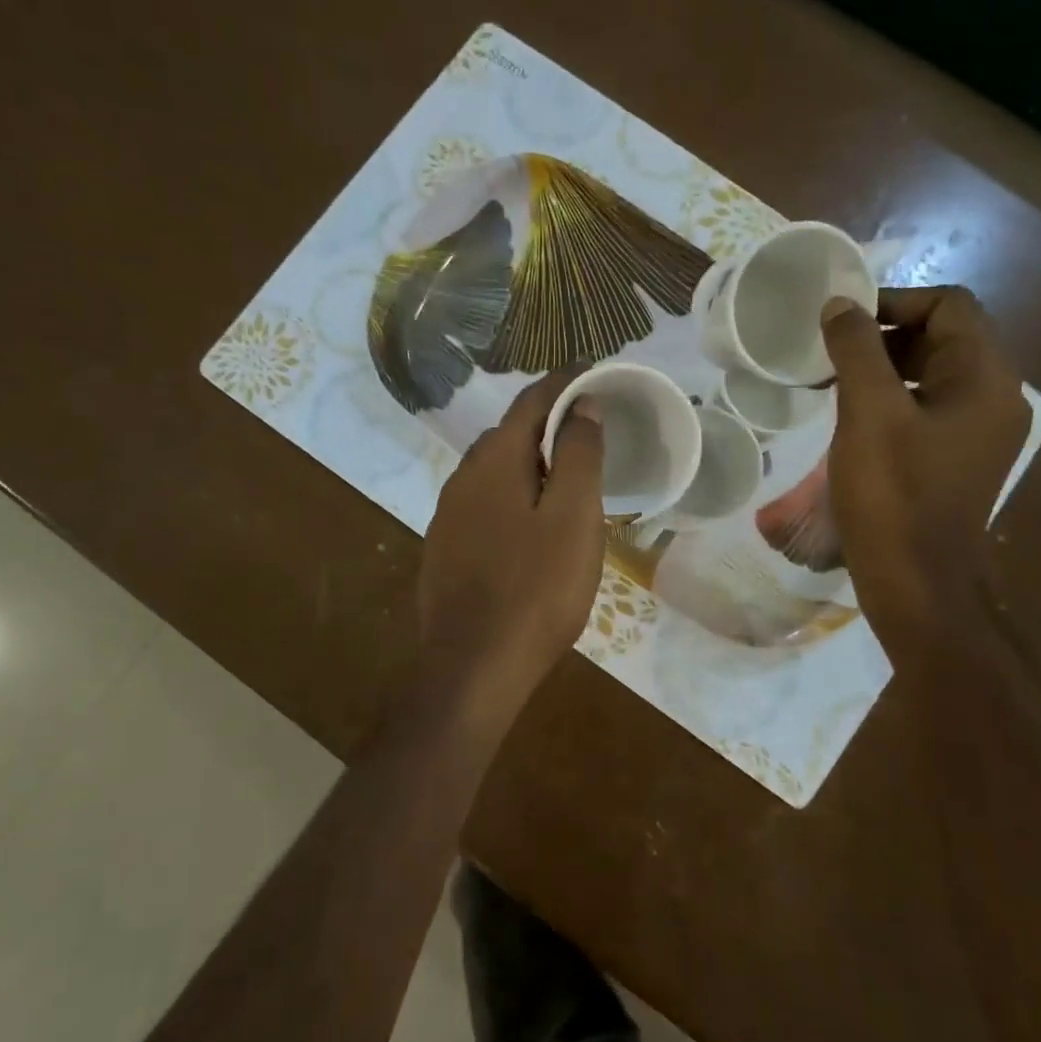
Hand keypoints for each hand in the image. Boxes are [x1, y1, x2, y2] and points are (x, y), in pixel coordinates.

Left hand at [418, 369, 605, 727]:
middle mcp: (462, 478)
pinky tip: (529, 527)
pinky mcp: (445, 549)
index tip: (595, 374)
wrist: (473, 666)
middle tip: (588, 436)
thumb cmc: (535, 590)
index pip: (531, 400)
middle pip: (509, 434)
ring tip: (565, 481)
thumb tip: (580, 402)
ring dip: (528, 464)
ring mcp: (447, 516)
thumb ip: (578, 455)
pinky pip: (483, 504)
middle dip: (547, 424)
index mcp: (494, 461)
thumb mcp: (573, 518)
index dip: (565, 382)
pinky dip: (512, 497)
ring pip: (493, 472)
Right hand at [821, 286, 1029, 657]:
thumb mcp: (869, 414)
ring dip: (886, 369)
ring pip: (935, 375)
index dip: (894, 301)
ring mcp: (980, 433)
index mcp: (987, 378)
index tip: (842, 323)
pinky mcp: (959, 461)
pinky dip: (893, 400)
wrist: (913, 582)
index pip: (950, 306)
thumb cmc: (893, 495)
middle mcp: (997, 398)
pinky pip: (929, 409)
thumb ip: (856, 350)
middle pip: (945, 337)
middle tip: (832, 354)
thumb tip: (840, 305)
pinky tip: (855, 421)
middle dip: (886, 336)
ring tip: (835, 384)